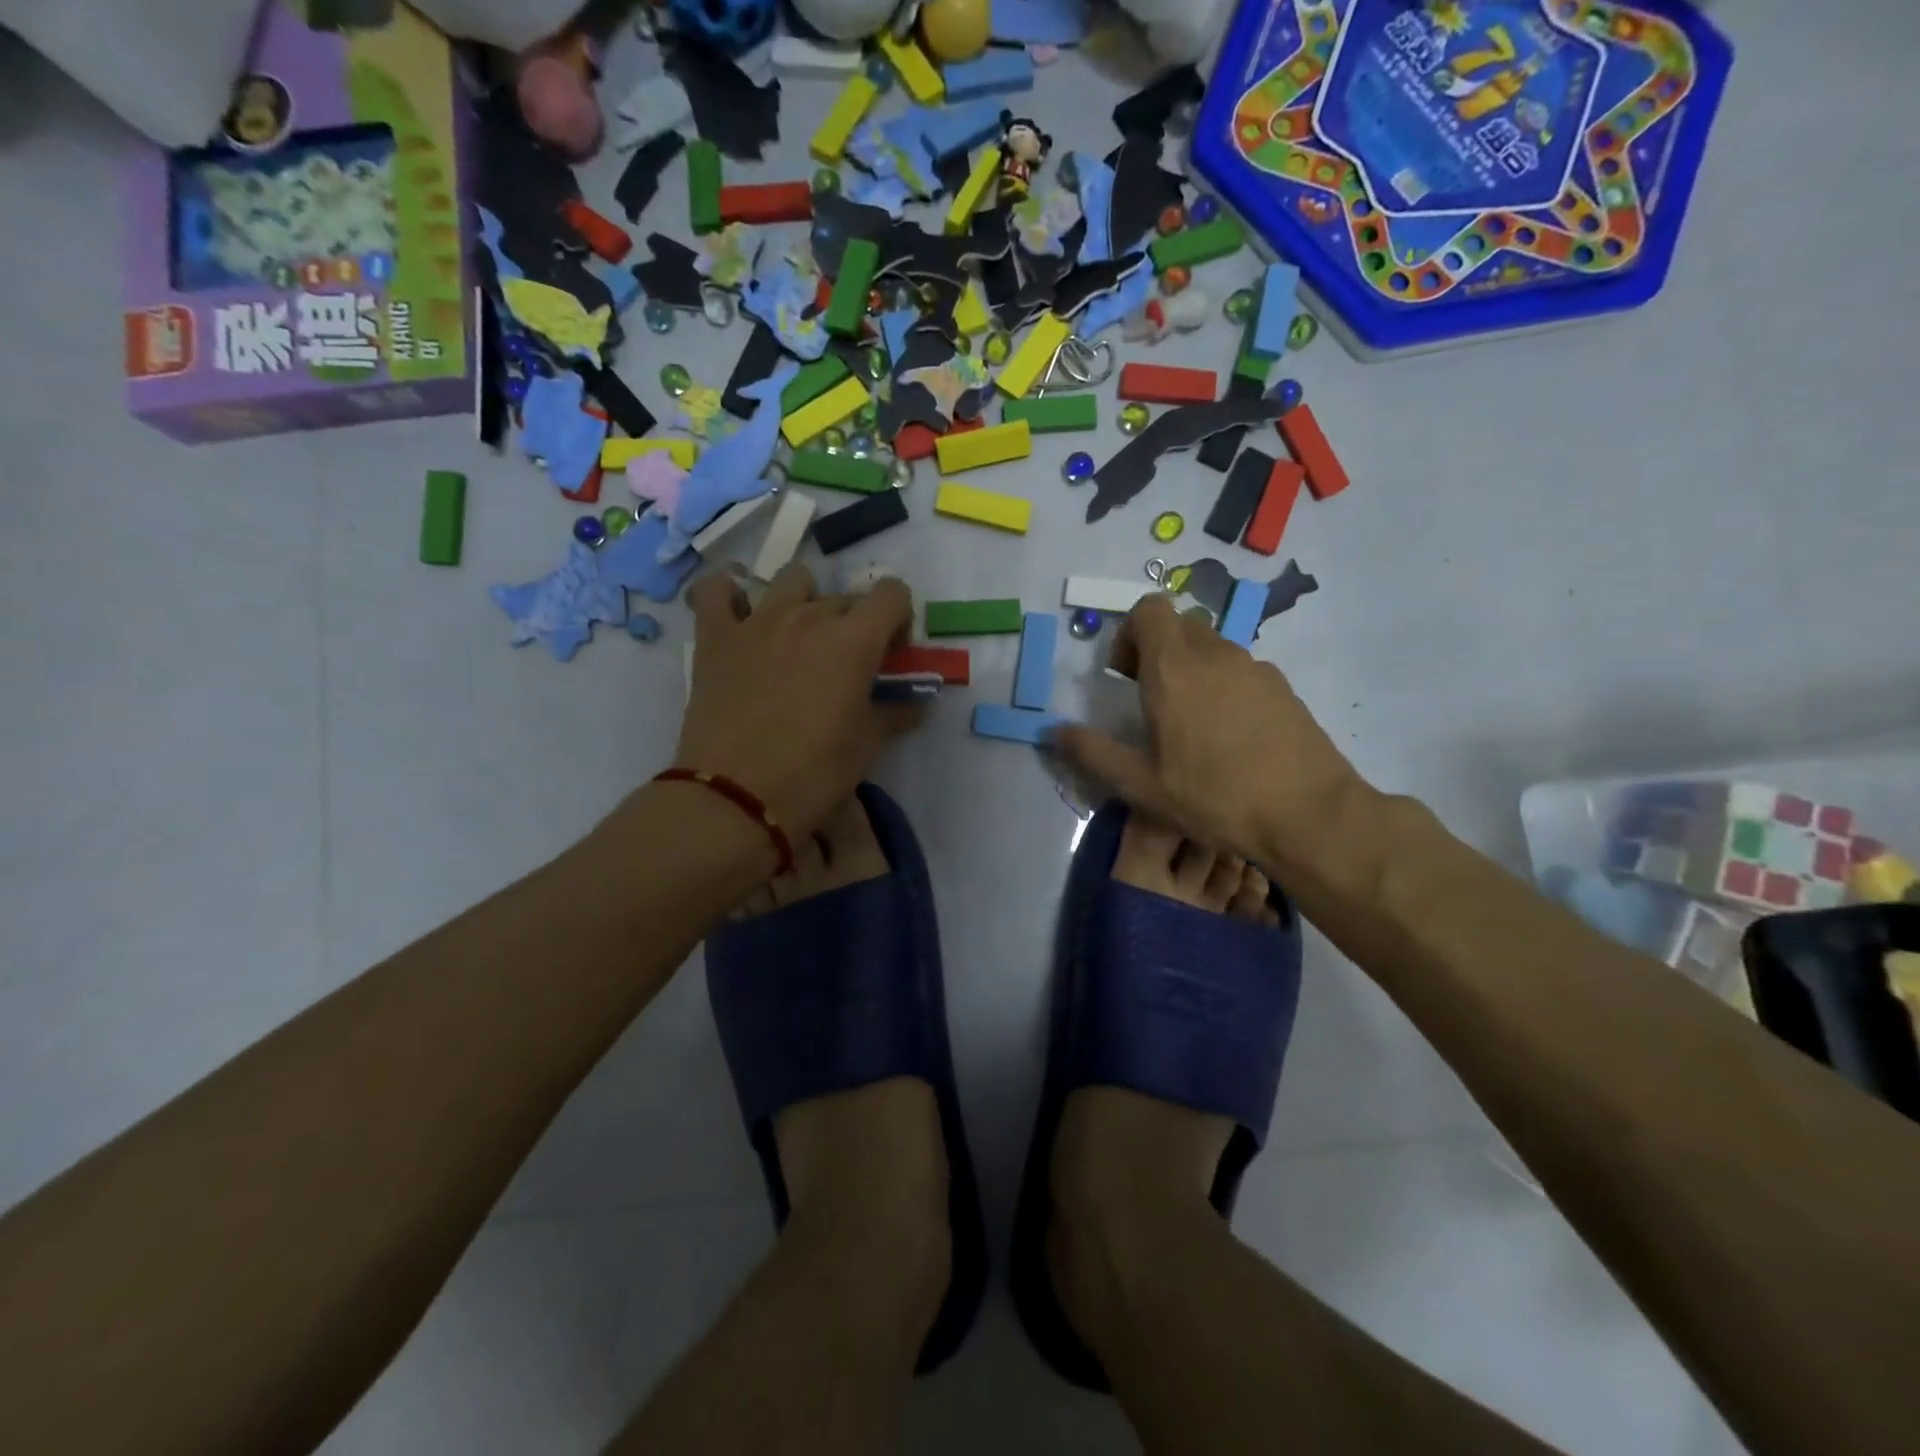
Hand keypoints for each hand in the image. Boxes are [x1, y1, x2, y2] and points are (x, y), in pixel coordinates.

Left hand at [671, 566, 922, 838]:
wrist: (736, 798)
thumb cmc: (813, 773)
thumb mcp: (864, 746)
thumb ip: (893, 714)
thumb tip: (917, 705)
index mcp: (854, 640)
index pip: (892, 594)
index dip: (898, 619)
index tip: (890, 654)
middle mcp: (809, 616)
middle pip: (845, 598)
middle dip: (855, 624)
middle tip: (846, 666)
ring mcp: (758, 621)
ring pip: (791, 580)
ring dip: (804, 600)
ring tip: (798, 638)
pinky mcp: (716, 636)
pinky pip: (717, 590)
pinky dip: (729, 592)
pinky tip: (738, 612)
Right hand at [1049, 594, 1365, 871]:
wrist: (1309, 815)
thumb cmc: (1215, 797)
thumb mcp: (1141, 785)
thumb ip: (1093, 752)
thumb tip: (1053, 731)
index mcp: (1174, 669)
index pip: (1149, 609)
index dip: (1129, 633)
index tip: (1124, 677)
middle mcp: (1215, 655)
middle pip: (1179, 626)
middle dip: (1156, 650)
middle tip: (1150, 700)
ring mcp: (1256, 668)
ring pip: (1212, 647)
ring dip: (1191, 669)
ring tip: (1191, 725)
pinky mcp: (1283, 688)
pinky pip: (1241, 670)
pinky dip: (1224, 686)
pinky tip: (1230, 737)